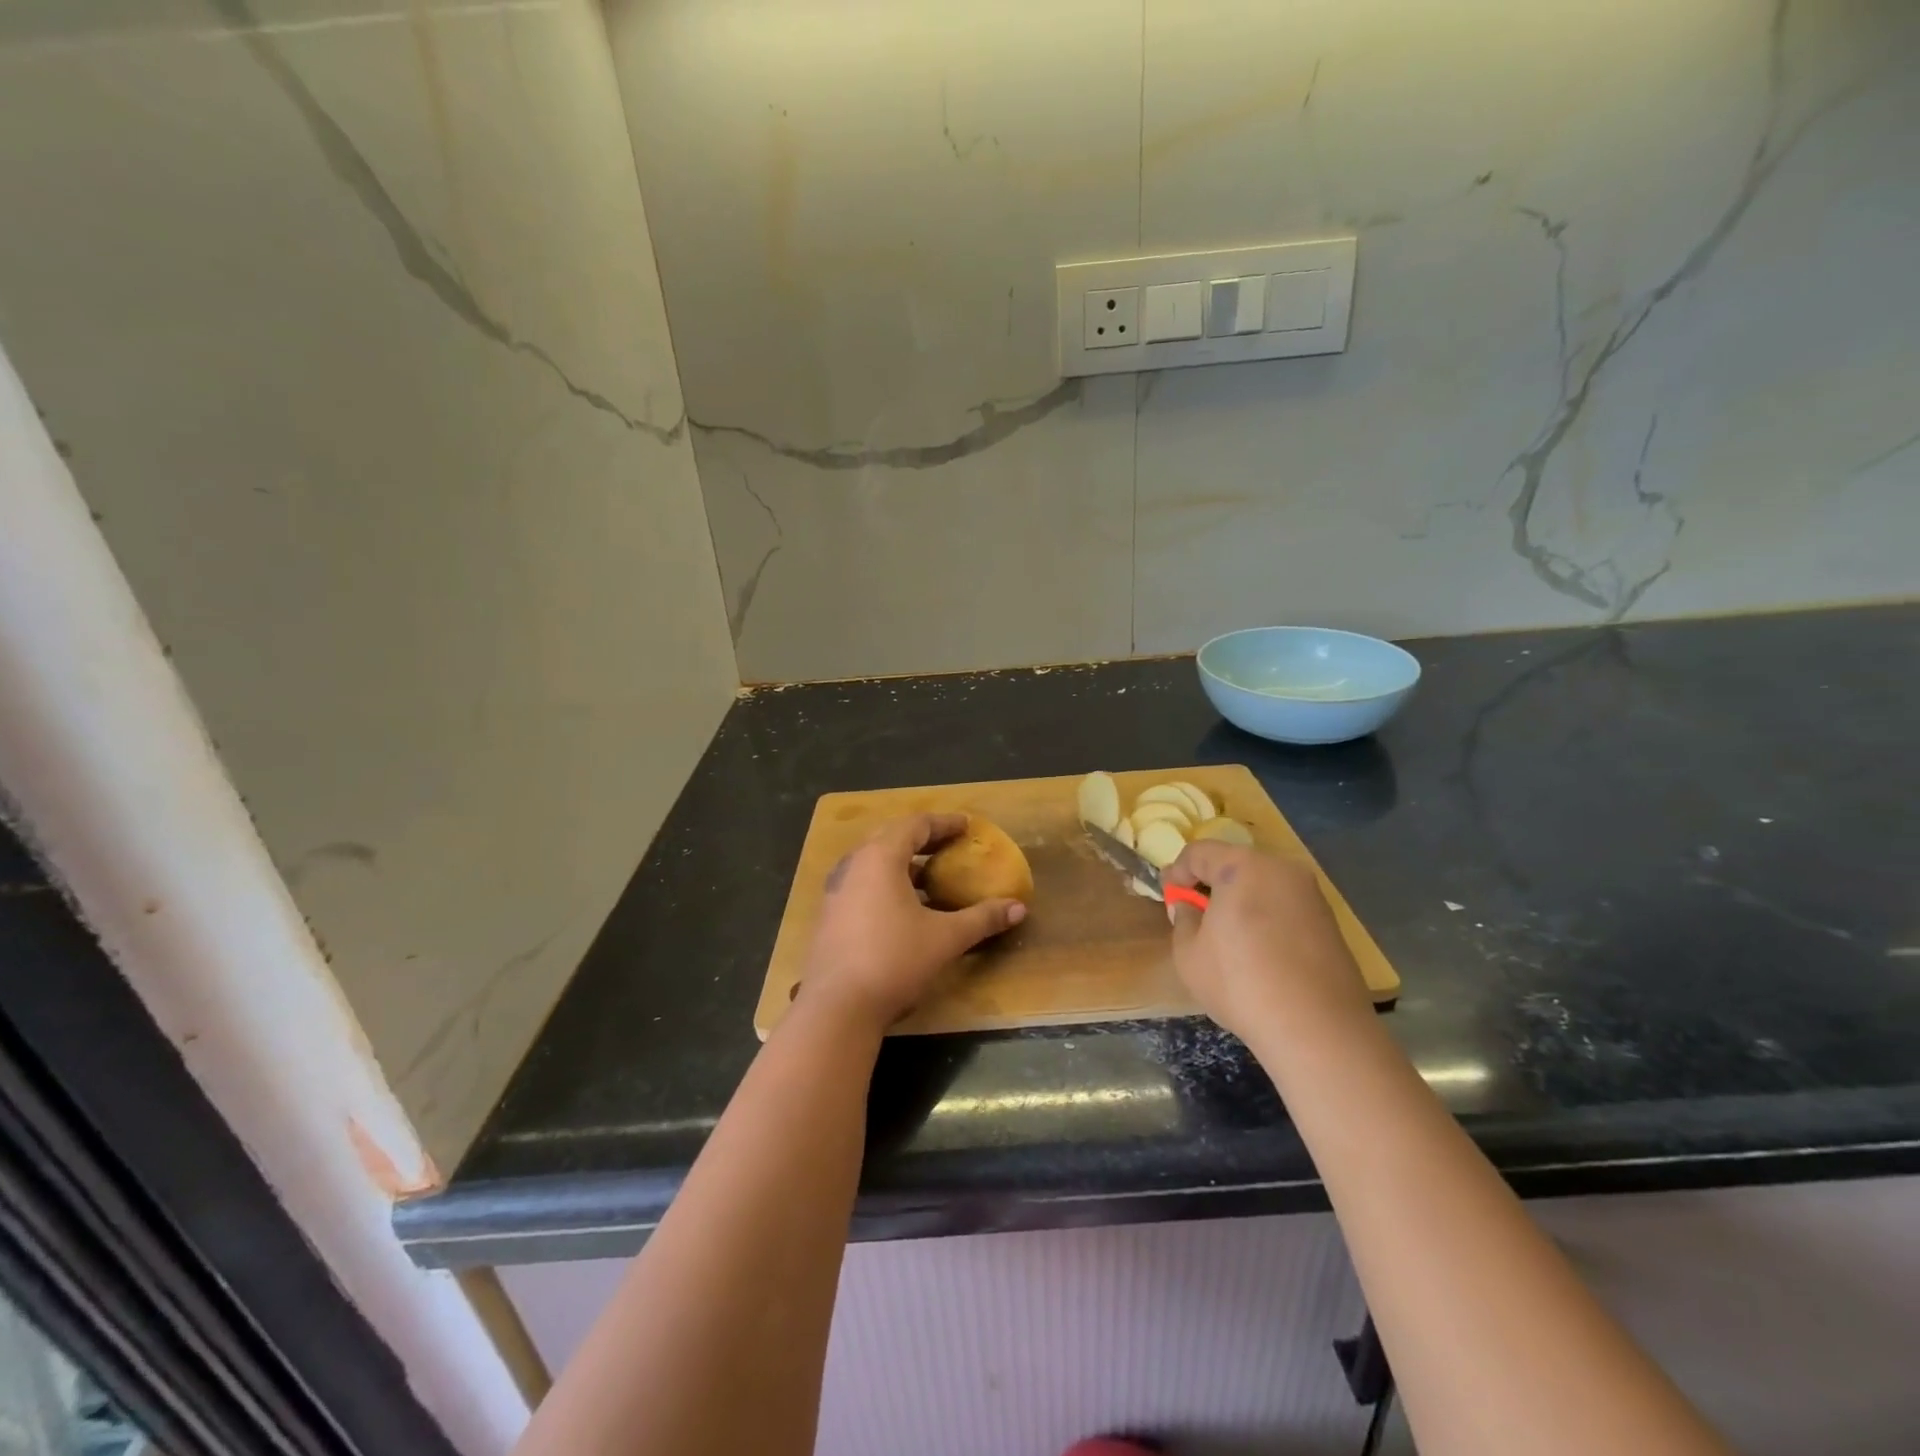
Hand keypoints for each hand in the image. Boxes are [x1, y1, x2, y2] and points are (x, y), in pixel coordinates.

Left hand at [800, 813, 1026, 1032]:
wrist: (836, 1008)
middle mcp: (853, 865)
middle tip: (948, 845)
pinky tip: (903, 908)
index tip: (966, 825)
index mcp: (880, 857)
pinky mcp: (829, 916)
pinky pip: (862, 884)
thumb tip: (1018, 908)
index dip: (943, 823)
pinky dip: (886, 884)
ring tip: (929, 876)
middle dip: (921, 838)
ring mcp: (836, 891)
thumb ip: (982, 919)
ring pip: (873, 862)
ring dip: (902, 863)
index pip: (915, 825)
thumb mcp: (945, 938)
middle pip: (890, 837)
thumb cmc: (893, 960)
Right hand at [1164, 841, 1371, 1042]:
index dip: (1177, 872)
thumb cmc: (1241, 984)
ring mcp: (1312, 895)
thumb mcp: (1189, 954)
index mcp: (1243, 867)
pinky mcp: (1330, 923)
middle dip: (1211, 884)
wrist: (1317, 1030)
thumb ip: (1183, 920)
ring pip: (1263, 885)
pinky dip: (1266, 917)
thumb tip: (1189, 906)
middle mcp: (1282, 870)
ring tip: (1228, 937)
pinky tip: (1260, 952)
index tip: (1170, 899)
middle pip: (1235, 863)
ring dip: (1240, 900)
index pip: (1199, 852)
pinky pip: (1285, 907)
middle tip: (1196, 915)